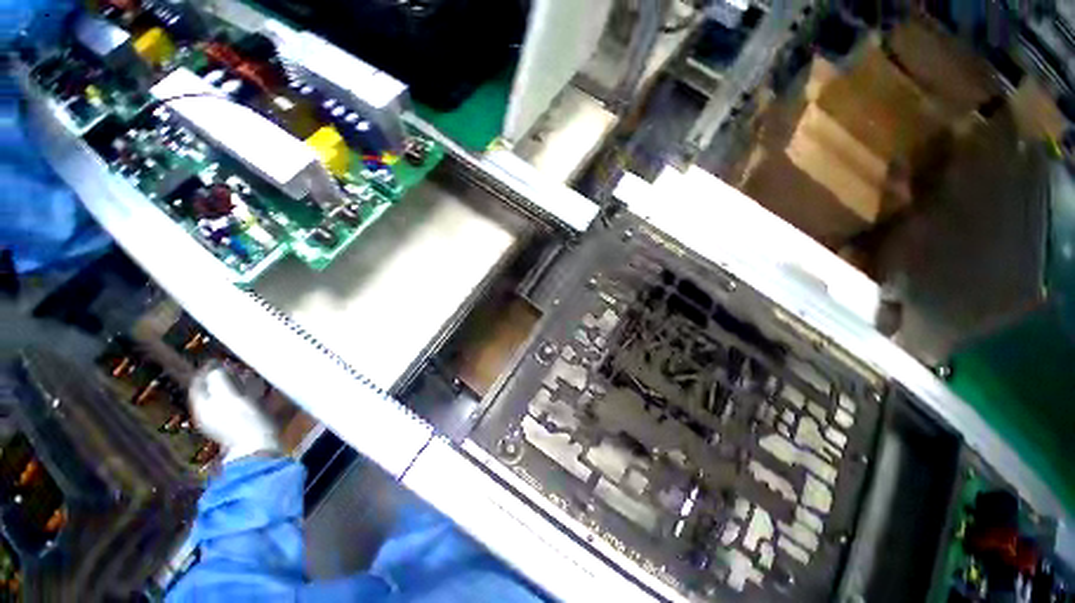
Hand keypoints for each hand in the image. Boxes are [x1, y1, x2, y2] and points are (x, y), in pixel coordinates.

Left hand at [189, 363, 278, 462]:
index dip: (206, 370)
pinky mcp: (241, 423)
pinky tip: (257, 390)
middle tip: (236, 364)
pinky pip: (240, 403)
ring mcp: (225, 419)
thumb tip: (214, 367)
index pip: (198, 383)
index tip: (218, 358)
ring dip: (237, 384)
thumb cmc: (242, 420)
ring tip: (249, 374)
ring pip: (227, 396)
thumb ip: (218, 380)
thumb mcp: (228, 396)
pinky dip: (246, 393)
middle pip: (212, 389)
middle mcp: (210, 412)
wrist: (257, 447)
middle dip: (223, 376)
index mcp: (202, 405)